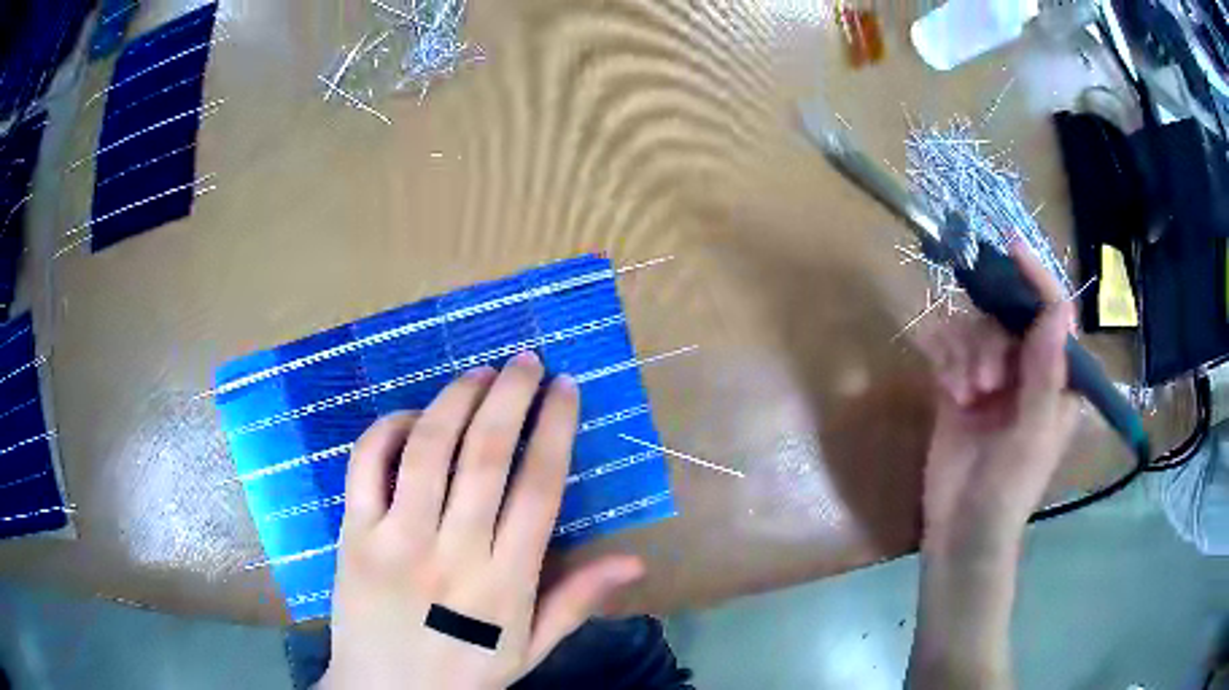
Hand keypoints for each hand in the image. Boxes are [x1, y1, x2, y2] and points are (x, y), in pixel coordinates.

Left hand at [320, 353, 644, 689]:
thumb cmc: (464, 673)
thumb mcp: (530, 648)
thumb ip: (577, 601)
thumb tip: (636, 560)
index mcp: (505, 583)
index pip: (538, 488)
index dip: (555, 428)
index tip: (566, 387)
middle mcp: (453, 553)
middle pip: (486, 455)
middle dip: (511, 396)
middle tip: (527, 360)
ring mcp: (396, 541)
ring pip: (428, 449)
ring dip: (458, 399)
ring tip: (481, 373)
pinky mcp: (353, 535)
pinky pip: (367, 464)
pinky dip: (390, 429)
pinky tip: (413, 417)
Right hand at [917, 245, 1078, 556]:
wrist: (961, 530)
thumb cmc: (1009, 489)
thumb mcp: (1032, 435)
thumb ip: (1045, 374)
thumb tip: (1057, 309)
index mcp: (1058, 378)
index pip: (1054, 314)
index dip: (1037, 280)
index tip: (1012, 252)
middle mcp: (1029, 368)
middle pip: (1008, 317)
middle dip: (992, 340)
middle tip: (984, 381)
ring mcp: (993, 376)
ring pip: (976, 328)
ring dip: (966, 354)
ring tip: (964, 394)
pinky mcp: (960, 384)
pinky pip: (950, 346)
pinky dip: (946, 359)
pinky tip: (948, 389)